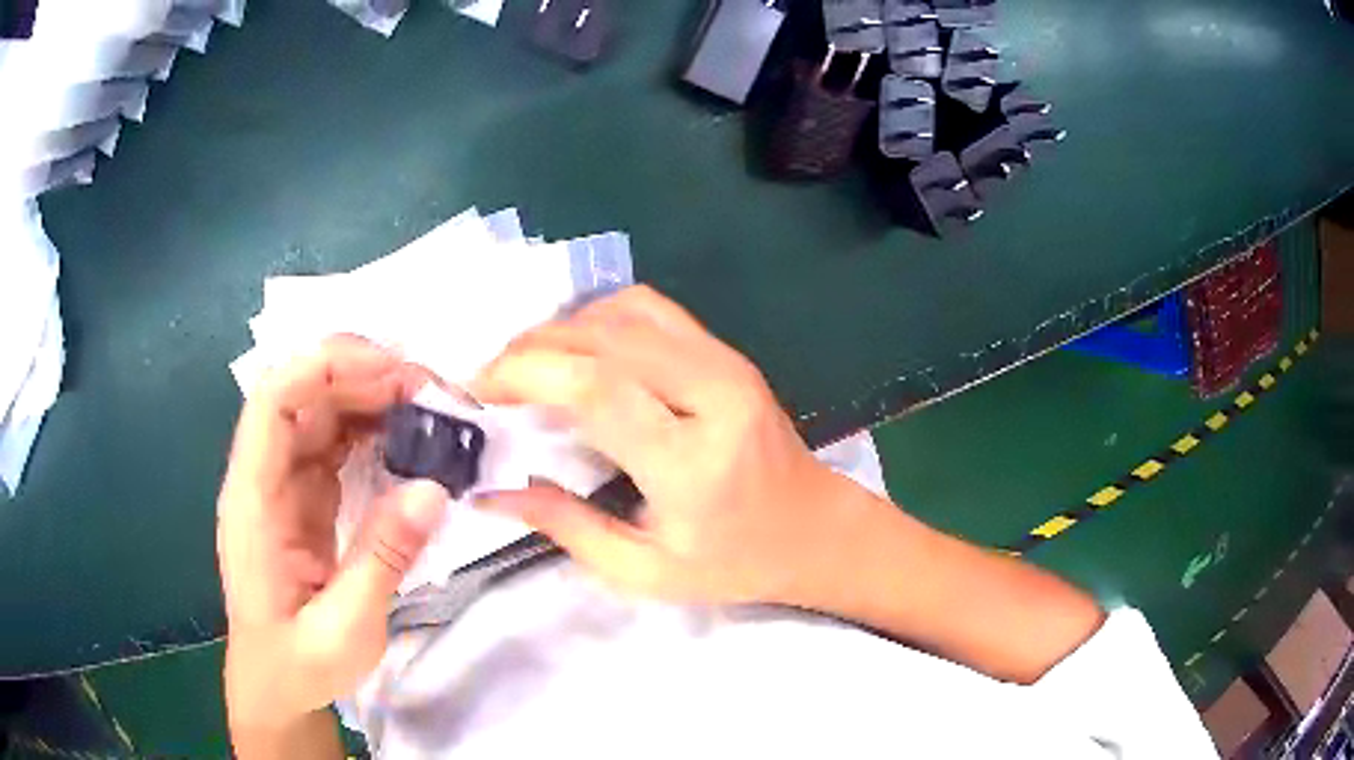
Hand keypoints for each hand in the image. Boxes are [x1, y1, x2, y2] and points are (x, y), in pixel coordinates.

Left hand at [217, 336, 447, 729]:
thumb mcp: (345, 629)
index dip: (326, 369)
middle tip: (431, 391)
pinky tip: (408, 440)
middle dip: (363, 376)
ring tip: (429, 409)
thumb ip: (382, 560)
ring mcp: (283, 485)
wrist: (277, 685)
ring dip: (372, 398)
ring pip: (321, 413)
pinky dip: (372, 431)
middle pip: (302, 395)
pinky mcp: (304, 497)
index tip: (392, 372)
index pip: (274, 402)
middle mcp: (263, 477)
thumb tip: (433, 489)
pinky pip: (335, 445)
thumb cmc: (299, 664)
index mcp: (254, 500)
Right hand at [473, 286, 867, 604]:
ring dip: (564, 328)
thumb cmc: (733, 563)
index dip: (526, 373)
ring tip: (527, 362)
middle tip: (492, 376)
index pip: (596, 389)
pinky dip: (602, 317)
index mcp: (691, 462)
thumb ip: (566, 527)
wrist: (814, 529)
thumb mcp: (645, 571)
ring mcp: (726, 363)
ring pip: (625, 312)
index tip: (480, 389)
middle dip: (533, 346)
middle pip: (604, 337)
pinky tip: (579, 348)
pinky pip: (653, 310)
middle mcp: (712, 394)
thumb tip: (492, 492)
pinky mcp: (728, 353)